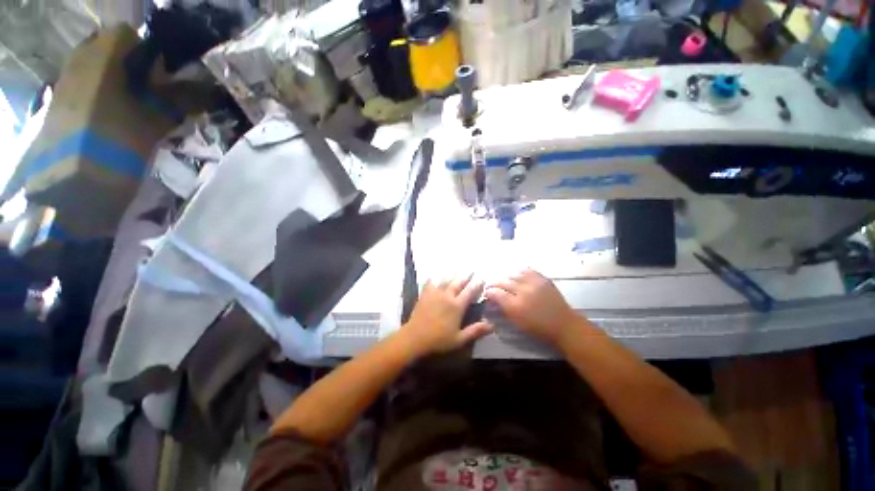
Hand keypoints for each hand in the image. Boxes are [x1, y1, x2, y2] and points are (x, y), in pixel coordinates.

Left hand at [401, 276, 492, 356]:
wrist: (415, 337)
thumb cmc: (438, 340)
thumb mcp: (459, 339)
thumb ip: (475, 331)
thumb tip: (492, 325)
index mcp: (457, 306)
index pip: (469, 292)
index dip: (476, 284)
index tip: (482, 278)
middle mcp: (447, 296)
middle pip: (458, 283)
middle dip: (466, 276)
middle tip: (471, 270)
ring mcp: (435, 293)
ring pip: (445, 280)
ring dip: (453, 274)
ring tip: (457, 270)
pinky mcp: (425, 294)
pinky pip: (431, 282)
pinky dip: (435, 277)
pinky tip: (436, 275)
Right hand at [485, 269, 580, 345]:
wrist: (564, 325)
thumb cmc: (538, 328)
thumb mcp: (517, 322)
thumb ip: (503, 309)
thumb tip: (493, 299)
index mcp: (515, 306)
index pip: (495, 293)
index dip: (489, 292)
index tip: (487, 293)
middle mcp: (523, 291)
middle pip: (502, 281)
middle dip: (494, 283)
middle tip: (492, 286)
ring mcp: (534, 283)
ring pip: (513, 274)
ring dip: (506, 277)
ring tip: (504, 281)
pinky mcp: (543, 279)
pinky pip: (527, 270)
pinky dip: (519, 272)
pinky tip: (517, 275)